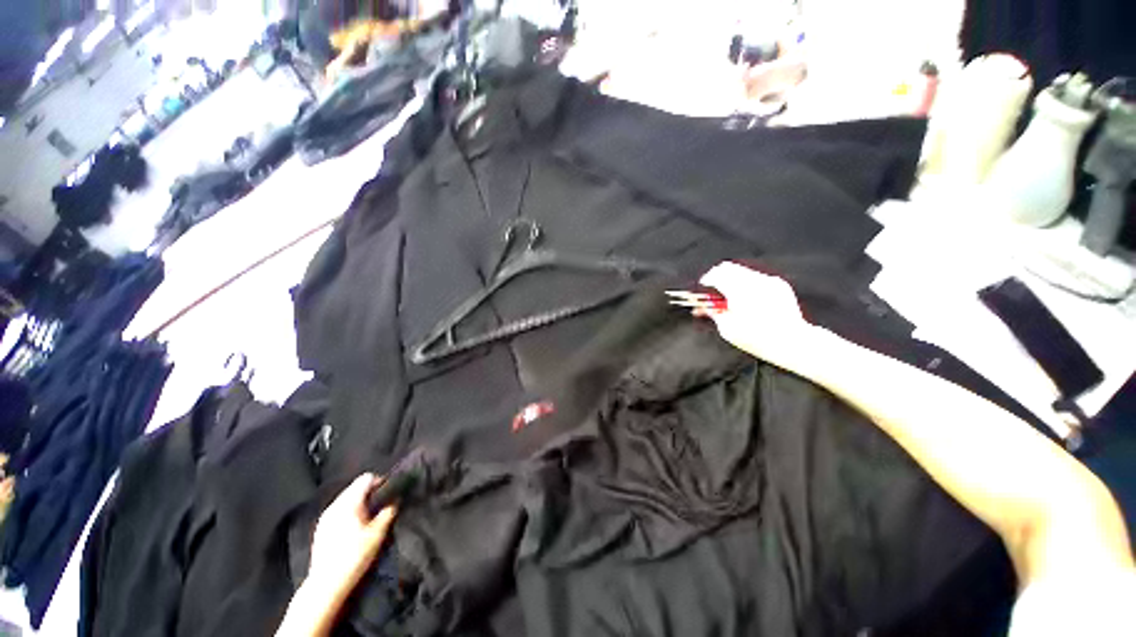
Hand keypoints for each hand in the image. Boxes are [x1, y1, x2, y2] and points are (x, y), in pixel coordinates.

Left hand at [306, 474, 396, 601]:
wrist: (326, 584)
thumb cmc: (355, 556)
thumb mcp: (378, 534)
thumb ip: (388, 512)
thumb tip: (395, 499)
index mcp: (349, 502)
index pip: (367, 478)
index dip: (381, 482)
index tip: (389, 493)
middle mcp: (335, 505)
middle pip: (355, 487)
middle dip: (370, 493)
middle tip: (381, 506)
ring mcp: (325, 517)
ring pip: (346, 499)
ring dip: (359, 503)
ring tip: (368, 518)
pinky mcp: (320, 528)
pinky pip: (338, 510)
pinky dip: (348, 512)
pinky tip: (353, 528)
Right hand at [697, 261, 822, 371]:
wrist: (792, 342)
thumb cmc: (757, 339)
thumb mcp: (728, 329)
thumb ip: (713, 313)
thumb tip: (701, 307)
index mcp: (739, 291)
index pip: (716, 275)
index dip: (706, 280)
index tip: (702, 288)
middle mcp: (754, 281)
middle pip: (728, 268)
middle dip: (717, 277)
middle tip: (713, 291)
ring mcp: (768, 281)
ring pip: (742, 271)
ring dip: (732, 279)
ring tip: (730, 296)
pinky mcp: (779, 284)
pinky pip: (757, 277)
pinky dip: (747, 283)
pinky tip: (748, 298)